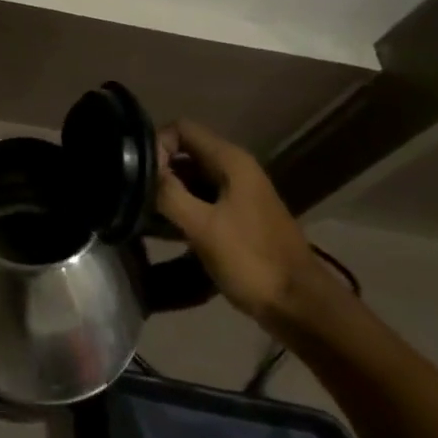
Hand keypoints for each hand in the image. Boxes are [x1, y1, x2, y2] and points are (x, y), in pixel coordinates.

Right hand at [153, 120, 341, 331]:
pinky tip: (163, 231)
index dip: (156, 144)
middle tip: (135, 196)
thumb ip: (168, 192)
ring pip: (191, 178)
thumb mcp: (202, 226)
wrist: (303, 309)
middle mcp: (236, 169)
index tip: (139, 175)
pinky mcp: (238, 217)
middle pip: (184, 152)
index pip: (181, 129)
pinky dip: (182, 209)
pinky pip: (201, 200)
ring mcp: (239, 194)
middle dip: (158, 170)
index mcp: (231, 161)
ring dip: (168, 192)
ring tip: (143, 214)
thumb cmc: (252, 261)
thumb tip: (139, 169)